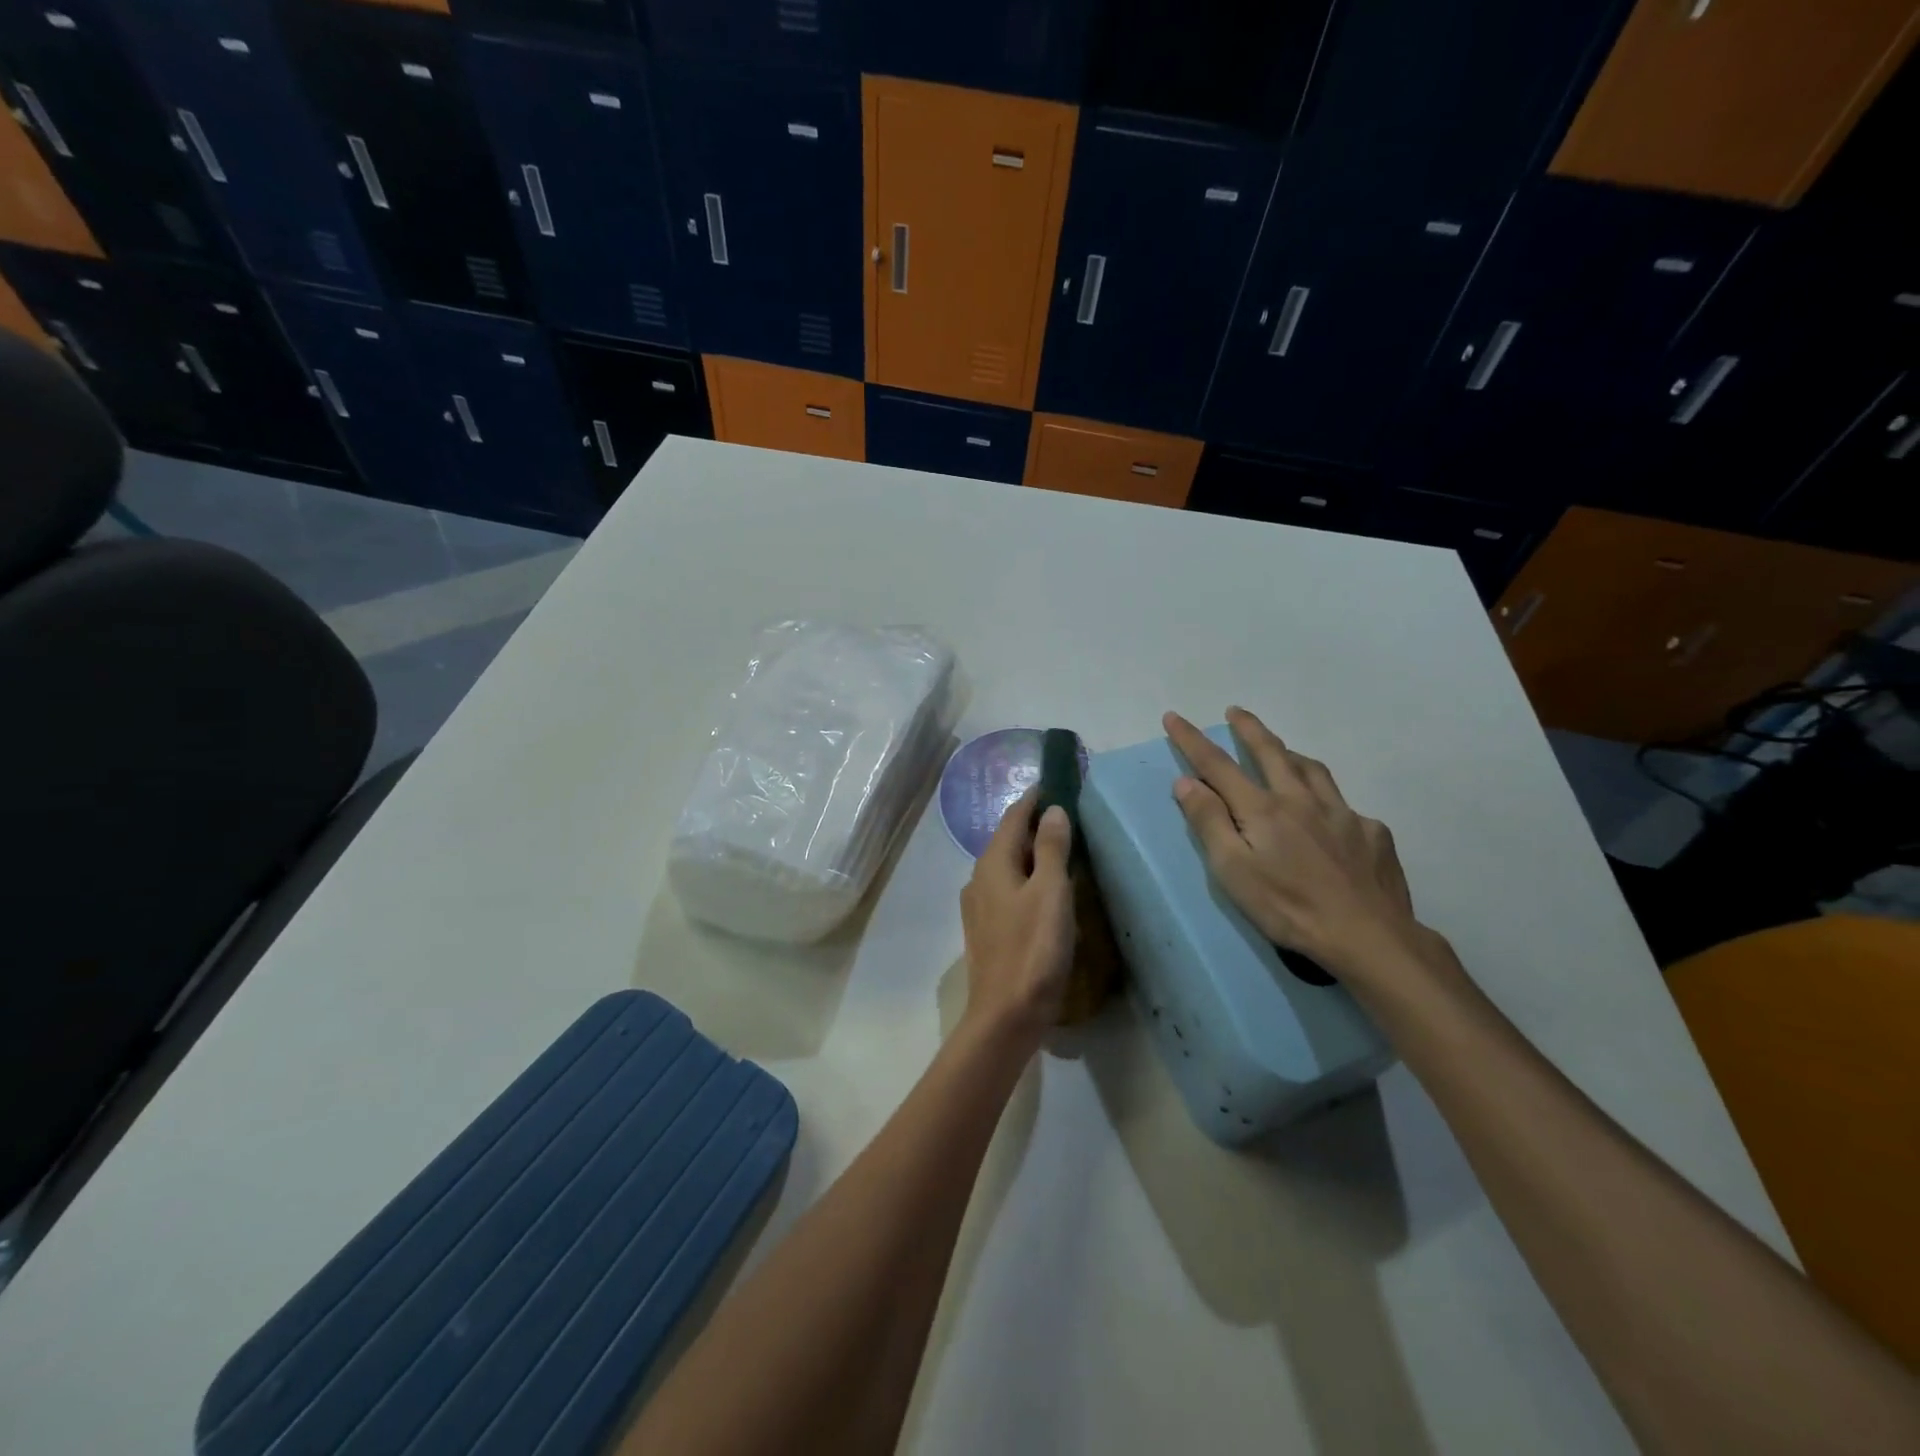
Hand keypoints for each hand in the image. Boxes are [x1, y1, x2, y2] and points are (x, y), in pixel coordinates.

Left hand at [960, 790, 1075, 1040]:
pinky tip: (1047, 890)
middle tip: (1069, 815)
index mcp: (993, 863)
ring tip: (1063, 848)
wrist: (1006, 1016)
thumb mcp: (1051, 893)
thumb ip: (1052, 848)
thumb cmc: (1033, 950)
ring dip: (1033, 852)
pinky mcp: (988, 929)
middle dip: (1035, 824)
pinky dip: (1029, 878)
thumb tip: (1052, 809)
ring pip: (1009, 865)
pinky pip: (1009, 889)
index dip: (1035, 798)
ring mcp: (980, 905)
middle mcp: (980, 878)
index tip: (1058, 783)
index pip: (1013, 816)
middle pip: (1008, 839)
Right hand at [1163, 708, 1433, 986]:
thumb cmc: (1289, 907)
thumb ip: (1209, 822)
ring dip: (1290, 754)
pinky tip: (1331, 821)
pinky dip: (1328, 802)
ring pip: (1313, 771)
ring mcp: (1343, 814)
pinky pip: (1345, 807)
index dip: (1192, 740)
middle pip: (1271, 752)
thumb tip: (1186, 781)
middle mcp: (1302, 799)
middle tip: (1235, 711)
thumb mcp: (1233, 870)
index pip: (1218, 765)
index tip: (1174, 717)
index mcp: (1263, 809)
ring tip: (1282, 751)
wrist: (1369, 937)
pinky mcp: (1373, 833)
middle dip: (1249, 728)